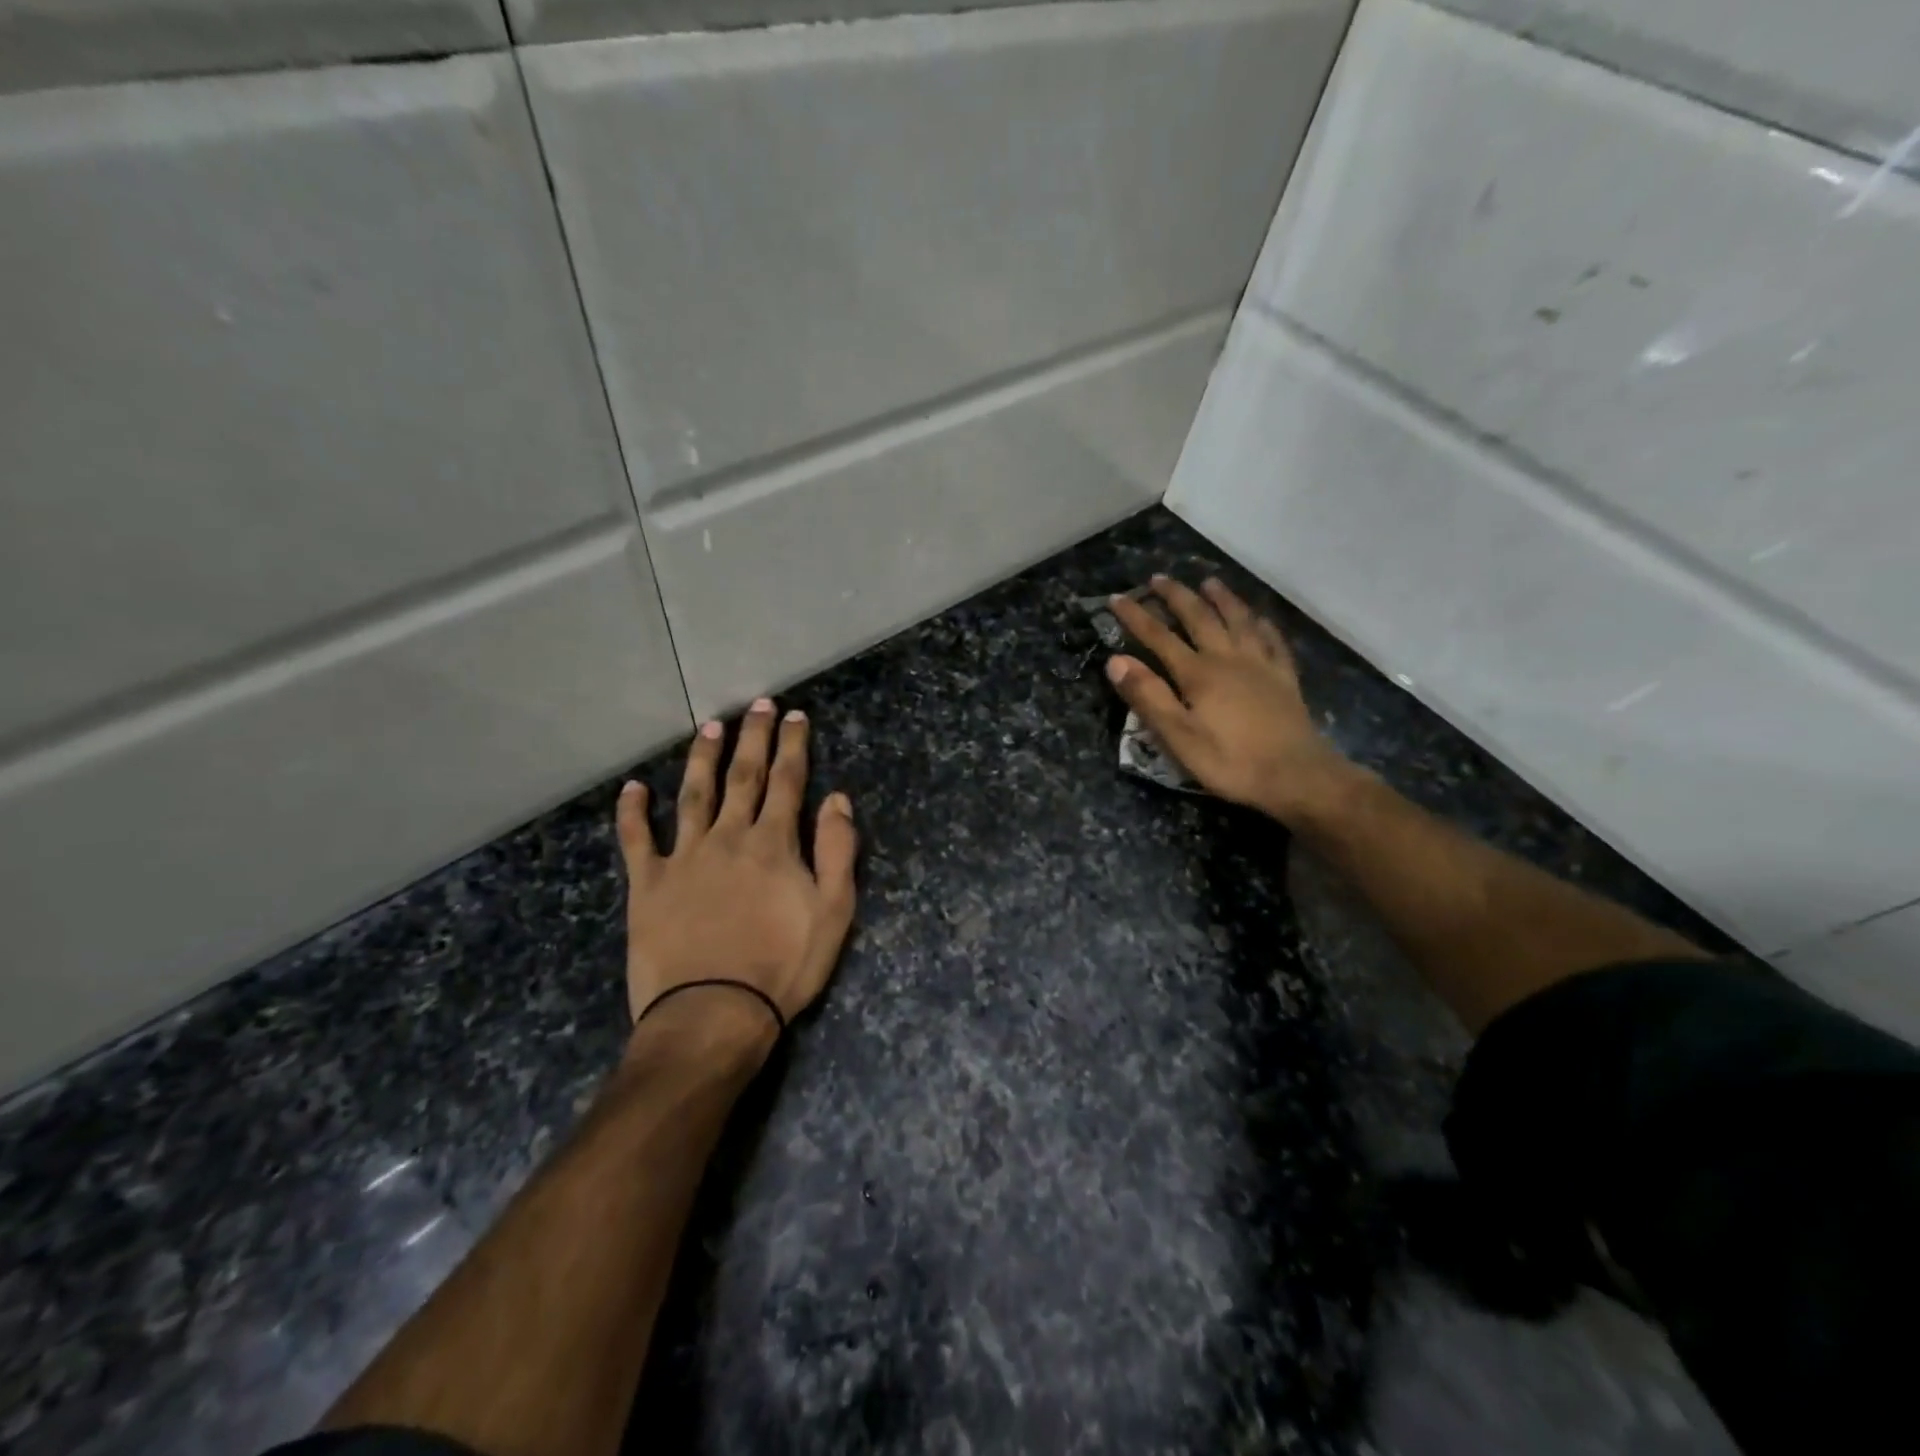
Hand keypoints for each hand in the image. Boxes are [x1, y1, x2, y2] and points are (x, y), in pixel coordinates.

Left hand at [616, 699, 857, 1043]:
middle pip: (743, 776)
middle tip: (757, 705)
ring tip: (709, 727)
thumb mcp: (834, 911)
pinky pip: (637, 840)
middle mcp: (729, 837)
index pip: (788, 781)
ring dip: (702, 758)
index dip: (793, 745)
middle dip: (753, 737)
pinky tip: (632, 788)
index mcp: (774, 843)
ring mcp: (684, 857)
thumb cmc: (783, 965)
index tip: (795, 715)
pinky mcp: (648, 884)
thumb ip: (838, 850)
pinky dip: (633, 813)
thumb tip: (837, 798)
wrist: (713, 1012)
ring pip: (693, 794)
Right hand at [1106, 576, 1354, 824]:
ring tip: (1209, 582)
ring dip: (1221, 598)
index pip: (1159, 637)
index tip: (1117, 598)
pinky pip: (1273, 640)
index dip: (1136, 617)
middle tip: (1158, 578)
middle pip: (1200, 618)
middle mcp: (1228, 658)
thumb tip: (1116, 660)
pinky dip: (1262, 623)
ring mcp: (1261, 665)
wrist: (1296, 776)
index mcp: (1198, 673)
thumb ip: (1148, 697)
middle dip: (1176, 596)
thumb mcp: (1178, 737)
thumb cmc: (1230, 761)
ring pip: (1239, 620)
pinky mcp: (1284, 678)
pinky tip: (1259, 618)